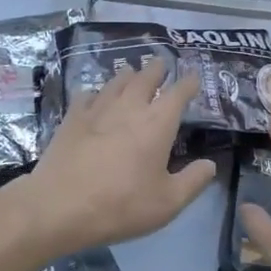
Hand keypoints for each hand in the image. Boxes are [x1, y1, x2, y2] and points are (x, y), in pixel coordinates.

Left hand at [18, 55, 215, 255]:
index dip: (189, 83)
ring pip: (117, 81)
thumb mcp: (167, 203)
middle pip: (146, 77)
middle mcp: (130, 107)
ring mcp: (98, 109)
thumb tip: (211, 165)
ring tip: (132, 72)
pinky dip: (96, 92)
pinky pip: (88, 95)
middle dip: (157, 69)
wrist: (60, 206)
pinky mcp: (72, 117)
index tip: (194, 77)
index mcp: (157, 123)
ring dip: (128, 75)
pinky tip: (95, 97)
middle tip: (161, 64)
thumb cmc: (121, 205)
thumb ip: (193, 181)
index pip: (178, 93)